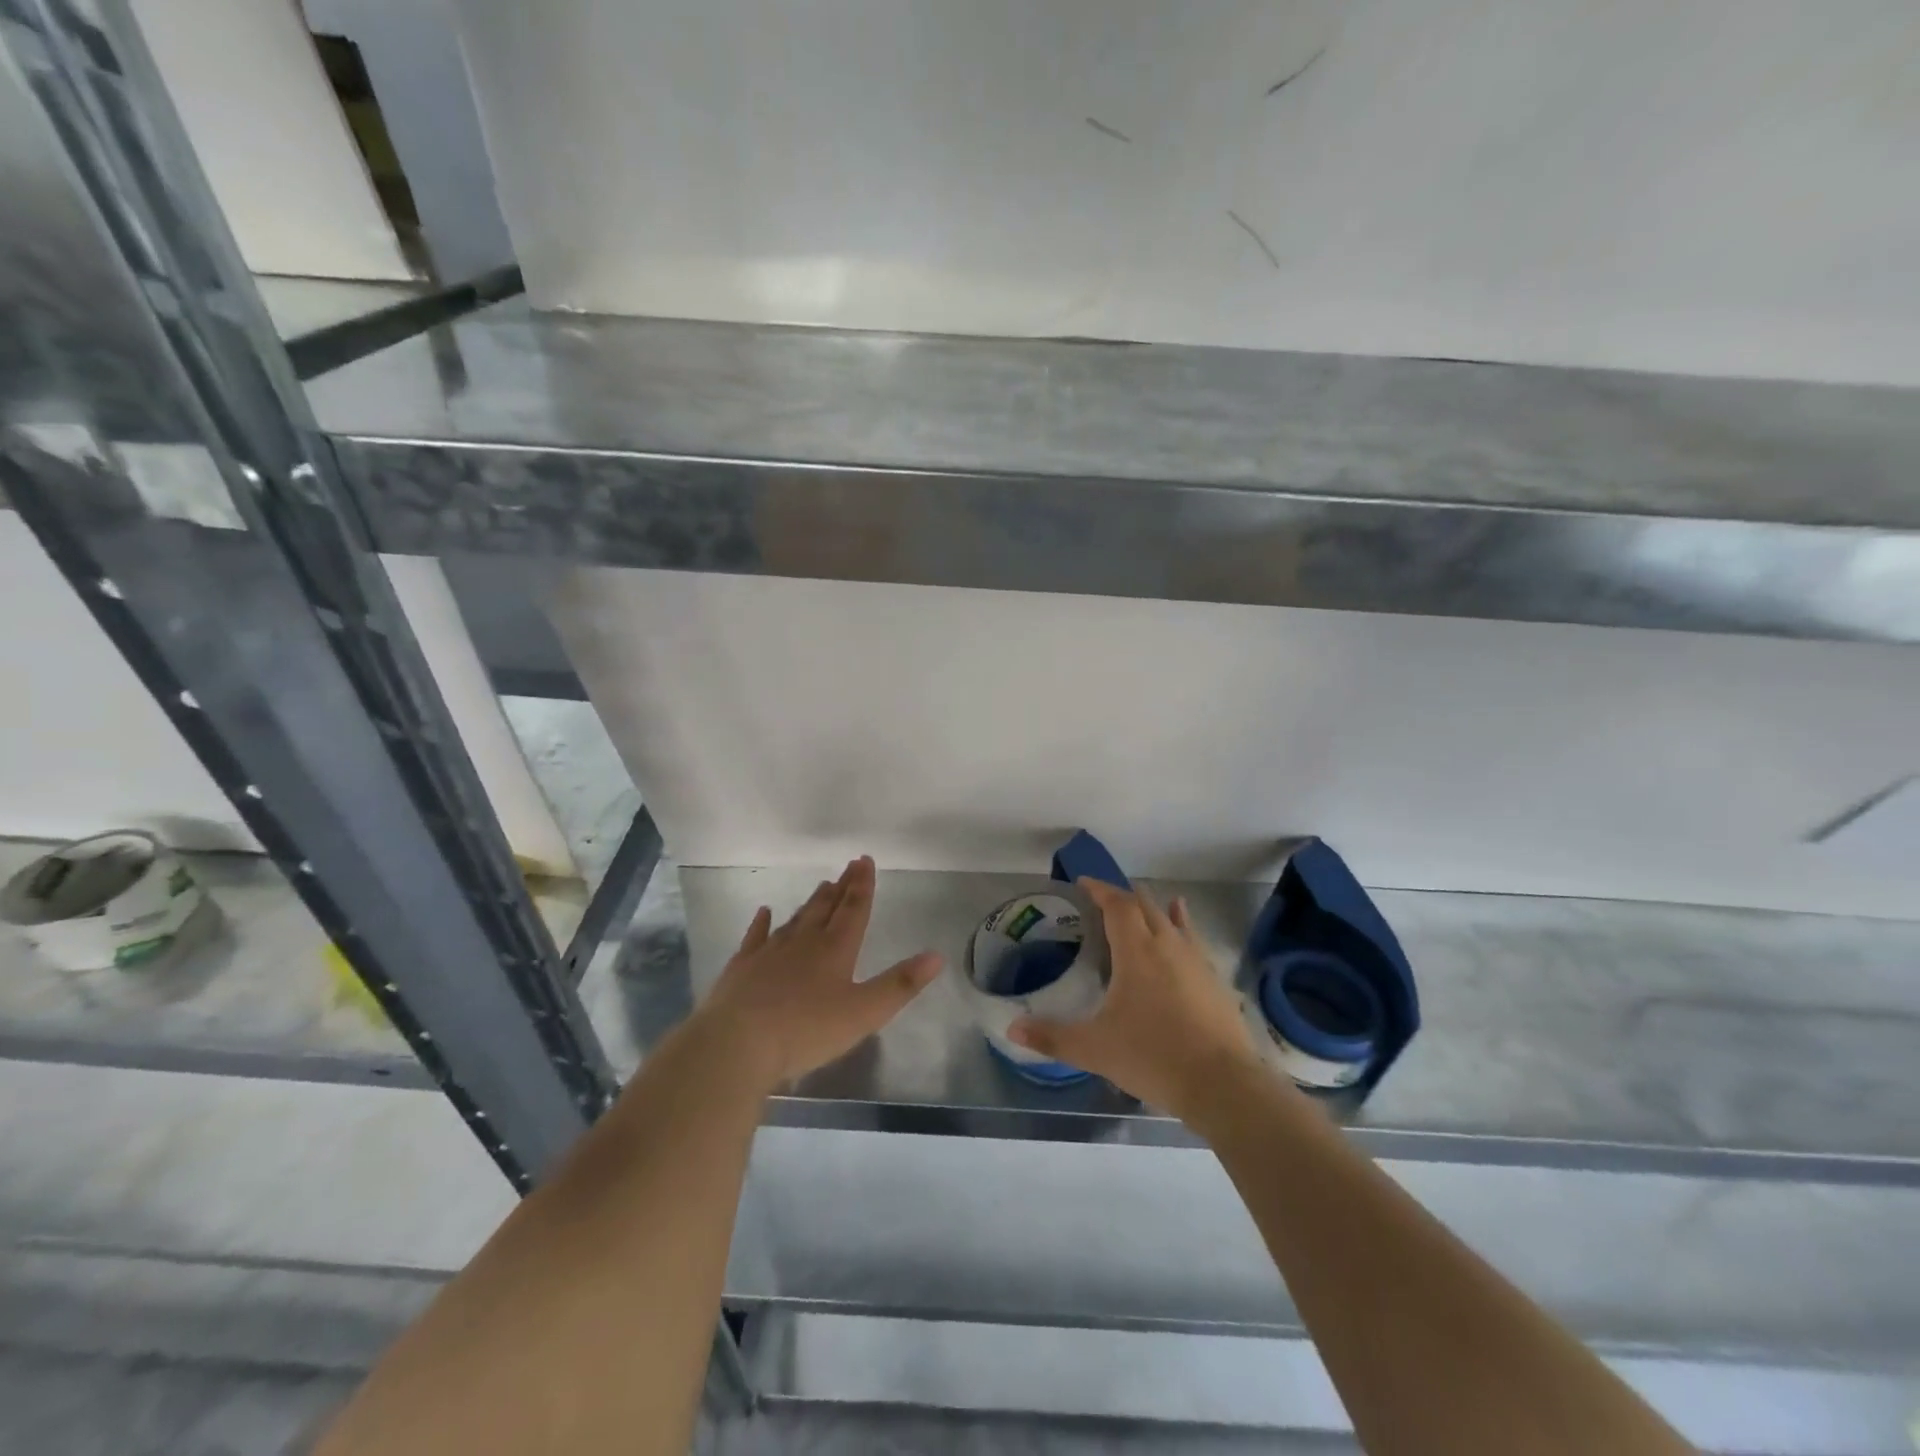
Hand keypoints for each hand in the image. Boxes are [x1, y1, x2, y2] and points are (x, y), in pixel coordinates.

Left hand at [690, 856, 941, 1093]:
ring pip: (796, 919)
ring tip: (822, 886)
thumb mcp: (864, 1013)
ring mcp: (769, 952)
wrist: (737, 1043)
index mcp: (836, 950)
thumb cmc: (806, 1030)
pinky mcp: (742, 967)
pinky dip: (762, 923)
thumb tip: (937, 955)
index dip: (862, 885)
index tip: (865, 860)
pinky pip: (755, 937)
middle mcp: (804, 942)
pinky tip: (764, 911)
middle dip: (841, 887)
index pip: (854, 910)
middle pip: (826, 908)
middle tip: (849, 866)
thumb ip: (900, 984)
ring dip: (811, 902)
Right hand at [1009, 878, 1263, 1121]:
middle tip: (1103, 900)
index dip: (1100, 889)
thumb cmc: (1152, 1057)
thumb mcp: (1094, 1049)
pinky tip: (1185, 934)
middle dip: (1123, 897)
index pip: (1117, 904)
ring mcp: (1196, 961)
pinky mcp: (1215, 981)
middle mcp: (1168, 945)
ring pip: (1173, 920)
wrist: (1222, 1084)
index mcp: (1137, 951)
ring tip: (1146, 902)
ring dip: (1154, 908)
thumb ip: (1052, 1038)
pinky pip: (1193, 941)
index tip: (1083, 882)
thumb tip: (1012, 1030)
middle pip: (1145, 905)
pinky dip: (1183, 927)